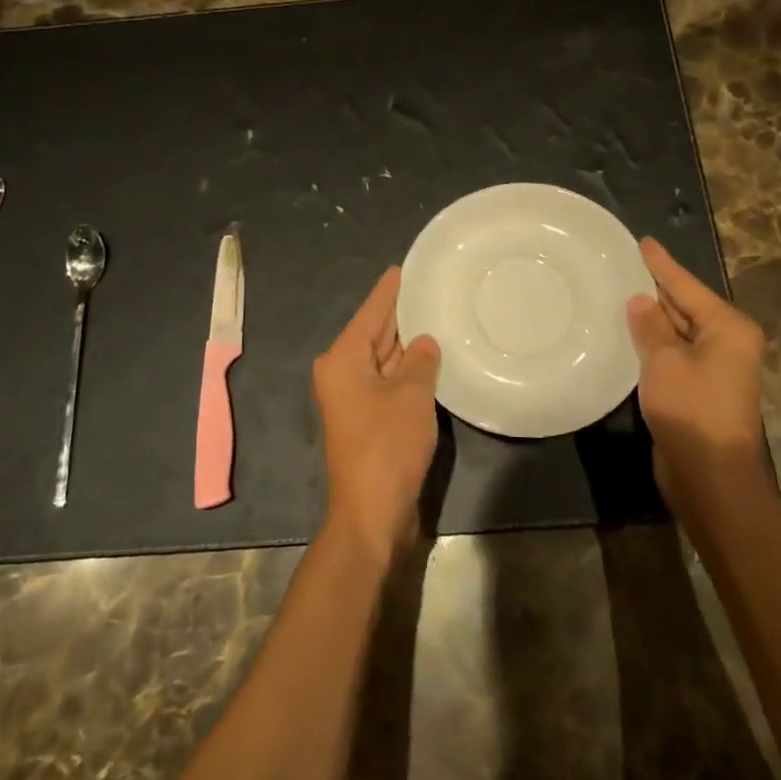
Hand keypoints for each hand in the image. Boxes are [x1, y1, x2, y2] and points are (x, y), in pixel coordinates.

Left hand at [313, 268, 440, 567]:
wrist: (371, 514)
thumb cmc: (387, 446)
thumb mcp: (411, 396)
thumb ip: (420, 360)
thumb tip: (424, 341)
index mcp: (343, 358)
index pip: (372, 311)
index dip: (392, 289)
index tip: (407, 265)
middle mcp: (342, 371)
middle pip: (375, 331)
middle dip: (402, 313)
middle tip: (434, 287)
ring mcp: (353, 396)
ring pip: (383, 357)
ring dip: (407, 342)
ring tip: (438, 313)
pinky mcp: (366, 417)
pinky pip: (388, 380)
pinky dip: (407, 369)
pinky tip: (431, 357)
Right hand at [627, 238, 767, 506]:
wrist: (711, 476)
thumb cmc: (691, 409)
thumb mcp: (664, 360)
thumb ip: (650, 326)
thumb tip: (640, 300)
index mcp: (727, 327)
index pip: (686, 285)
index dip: (661, 265)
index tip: (643, 242)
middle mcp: (727, 342)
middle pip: (685, 306)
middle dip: (655, 289)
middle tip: (622, 266)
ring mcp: (715, 367)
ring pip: (677, 331)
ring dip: (651, 318)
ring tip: (619, 293)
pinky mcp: (699, 389)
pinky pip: (673, 354)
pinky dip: (653, 343)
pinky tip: (628, 334)